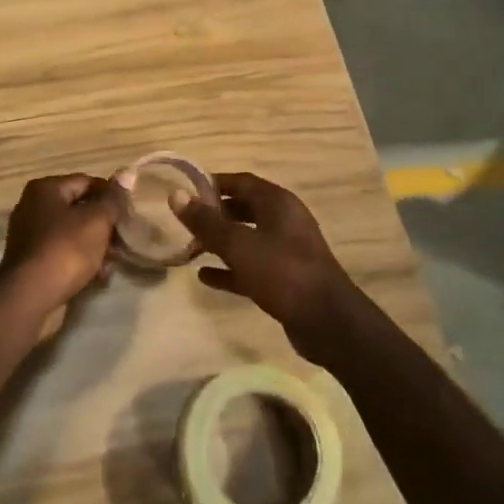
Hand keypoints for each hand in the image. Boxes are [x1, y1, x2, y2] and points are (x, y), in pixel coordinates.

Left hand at [0, 173, 121, 318]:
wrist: (30, 297)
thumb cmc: (65, 249)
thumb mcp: (97, 220)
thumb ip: (113, 198)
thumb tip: (127, 172)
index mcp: (45, 189)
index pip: (87, 182)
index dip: (111, 196)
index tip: (130, 213)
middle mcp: (33, 207)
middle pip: (79, 208)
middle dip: (105, 224)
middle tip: (126, 239)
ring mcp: (31, 236)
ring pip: (73, 233)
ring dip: (96, 244)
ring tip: (114, 260)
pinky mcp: (33, 262)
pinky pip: (63, 253)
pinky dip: (81, 260)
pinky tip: (99, 275)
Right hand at [172, 172, 364, 360]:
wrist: (327, 322)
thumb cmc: (282, 272)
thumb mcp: (238, 245)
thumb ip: (206, 222)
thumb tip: (176, 195)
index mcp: (278, 203)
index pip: (242, 181)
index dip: (214, 183)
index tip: (186, 189)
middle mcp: (285, 221)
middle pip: (245, 208)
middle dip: (215, 213)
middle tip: (186, 220)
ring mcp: (287, 250)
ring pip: (248, 238)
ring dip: (221, 242)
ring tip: (190, 247)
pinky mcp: (286, 278)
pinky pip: (252, 266)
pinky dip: (230, 268)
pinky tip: (205, 276)